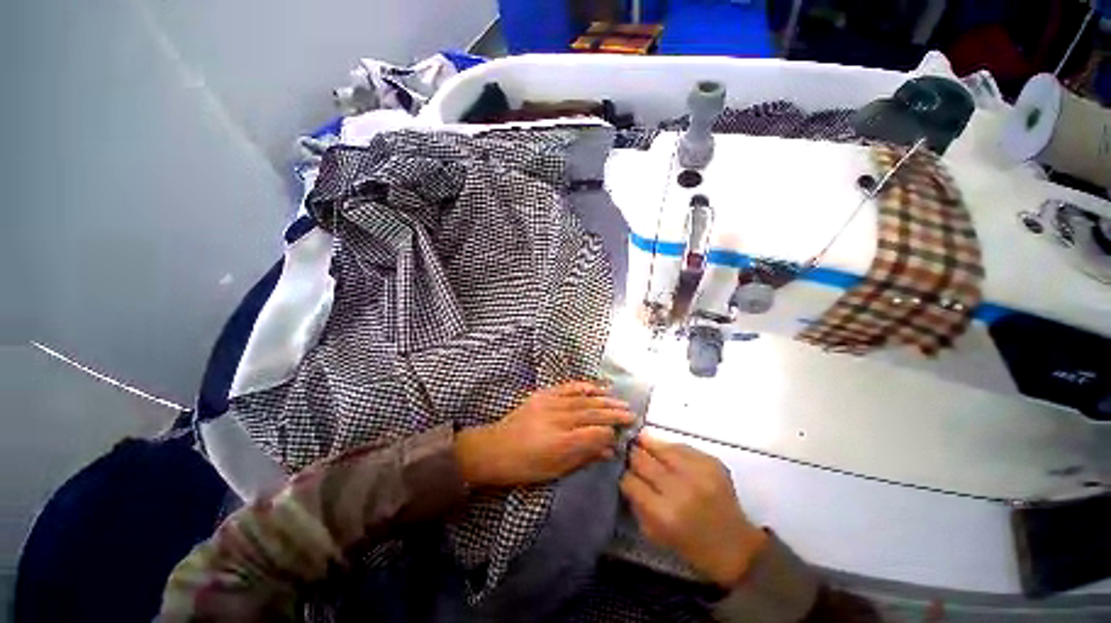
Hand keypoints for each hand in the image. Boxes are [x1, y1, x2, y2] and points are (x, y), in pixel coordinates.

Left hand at [455, 382, 634, 487]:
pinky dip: (585, 386)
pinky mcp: (544, 394)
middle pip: (593, 414)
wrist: (495, 448)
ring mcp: (550, 403)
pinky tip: (597, 387)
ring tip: (621, 401)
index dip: (611, 434)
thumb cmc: (525, 467)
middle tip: (632, 414)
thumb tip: (609, 451)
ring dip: (605, 400)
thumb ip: (584, 457)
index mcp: (561, 443)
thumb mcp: (555, 470)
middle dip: (615, 414)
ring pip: (584, 399)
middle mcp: (558, 419)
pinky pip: (568, 387)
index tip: (621, 437)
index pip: (596, 434)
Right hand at [620, 434, 768, 587]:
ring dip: (648, 445)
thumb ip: (638, 505)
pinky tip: (666, 451)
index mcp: (664, 514)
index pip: (631, 481)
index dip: (625, 476)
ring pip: (660, 447)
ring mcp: (697, 473)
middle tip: (630, 455)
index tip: (625, 474)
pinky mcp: (711, 462)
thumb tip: (626, 477)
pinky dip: (670, 448)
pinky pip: (681, 446)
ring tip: (643, 443)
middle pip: (642, 459)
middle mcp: (680, 489)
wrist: (735, 546)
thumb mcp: (657, 534)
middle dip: (633, 456)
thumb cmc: (692, 546)